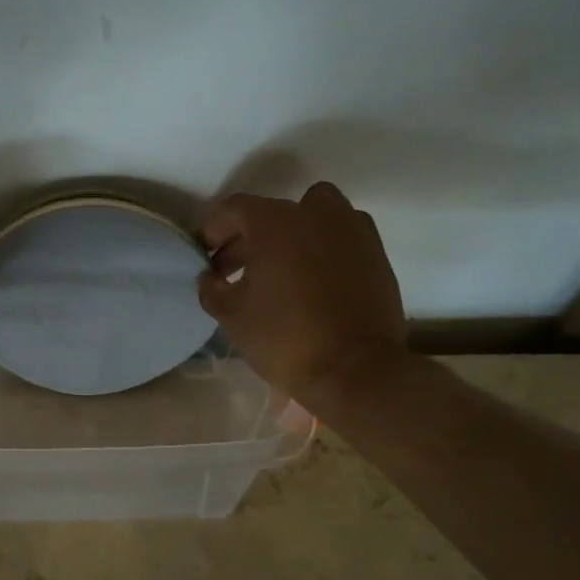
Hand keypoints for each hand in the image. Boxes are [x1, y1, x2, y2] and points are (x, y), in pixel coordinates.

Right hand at [196, 182, 408, 400]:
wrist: (357, 370)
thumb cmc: (286, 338)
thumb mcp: (232, 316)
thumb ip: (212, 289)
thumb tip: (210, 277)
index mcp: (276, 222)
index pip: (234, 209)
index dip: (213, 229)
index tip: (203, 254)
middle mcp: (316, 214)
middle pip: (272, 213)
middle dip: (247, 237)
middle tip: (231, 269)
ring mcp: (352, 230)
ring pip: (313, 216)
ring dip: (290, 234)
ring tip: (277, 269)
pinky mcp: (376, 253)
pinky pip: (340, 237)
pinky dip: (322, 247)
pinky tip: (310, 280)